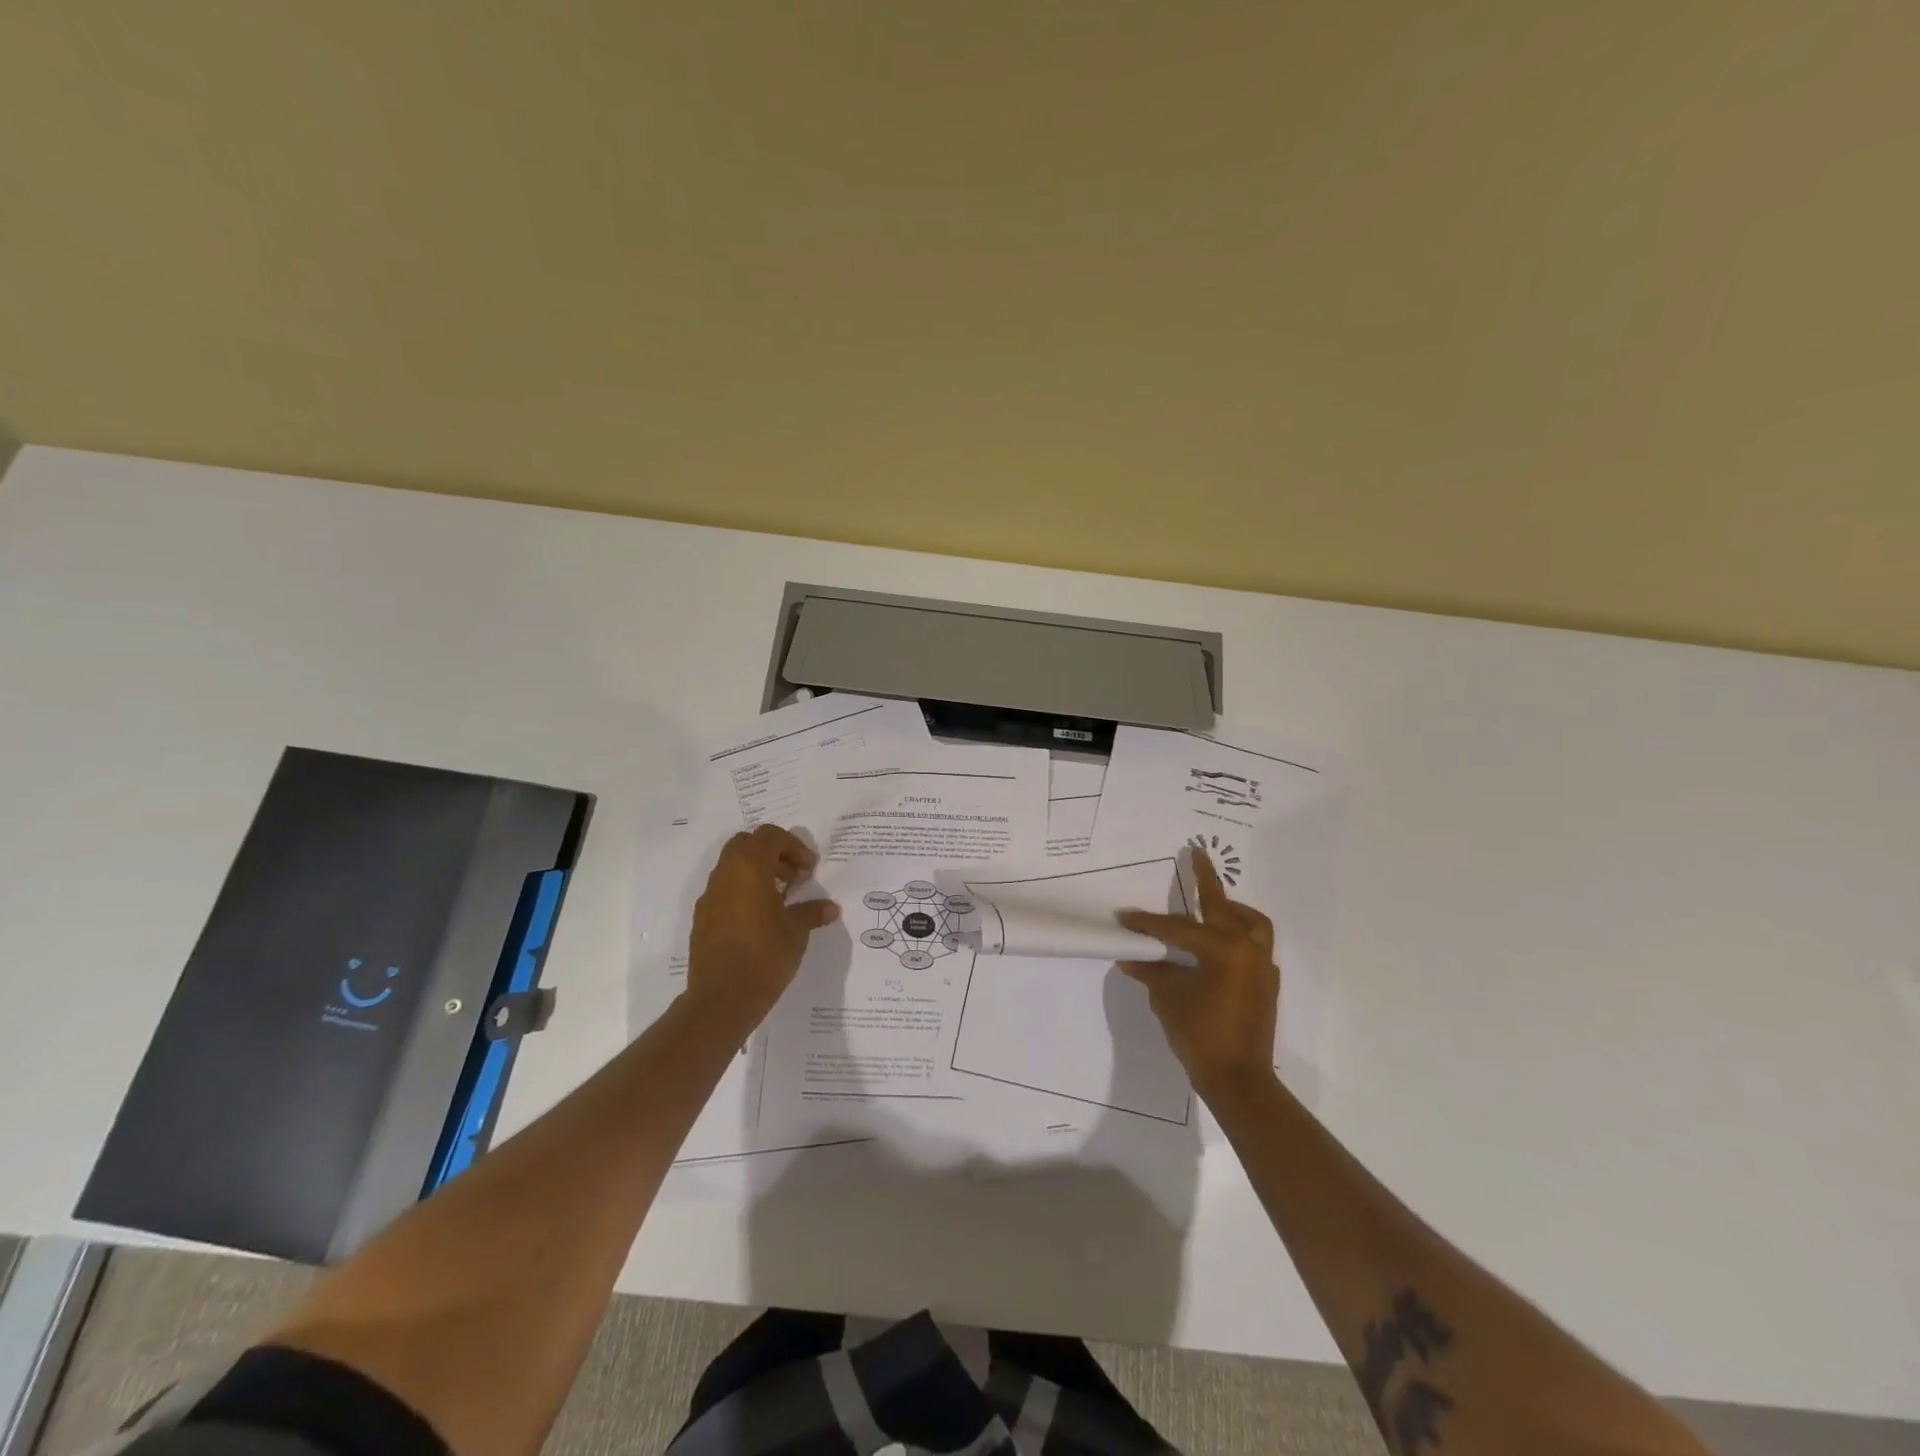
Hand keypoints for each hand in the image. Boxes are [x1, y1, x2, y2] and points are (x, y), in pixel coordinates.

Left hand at [686, 824, 840, 1029]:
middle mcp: (725, 875)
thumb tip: (830, 908)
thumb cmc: (765, 956)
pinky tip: (760, 918)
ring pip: (733, 866)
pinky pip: (724, 890)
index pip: (770, 836)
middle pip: (747, 843)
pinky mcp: (703, 918)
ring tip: (781, 898)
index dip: (794, 846)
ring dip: (757, 872)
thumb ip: (811, 912)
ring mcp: (710, 896)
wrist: (721, 999)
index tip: (809, 869)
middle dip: (773, 853)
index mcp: (749, 869)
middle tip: (793, 876)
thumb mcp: (796, 932)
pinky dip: (743, 891)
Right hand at [1117, 852, 1279, 1101]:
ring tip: (1213, 904)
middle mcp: (1247, 949)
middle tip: (1197, 853)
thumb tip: (1131, 956)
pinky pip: (1255, 945)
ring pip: (1251, 922)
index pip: (1178, 928)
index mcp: (1222, 949)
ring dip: (1232, 909)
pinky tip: (1219, 944)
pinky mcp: (1266, 983)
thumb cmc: (1200, 1035)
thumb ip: (1152, 971)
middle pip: (1223, 906)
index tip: (1125, 918)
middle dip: (1206, 879)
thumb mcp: (1168, 999)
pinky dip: (1239, 935)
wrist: (1239, 1081)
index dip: (1149, 923)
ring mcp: (1262, 966)